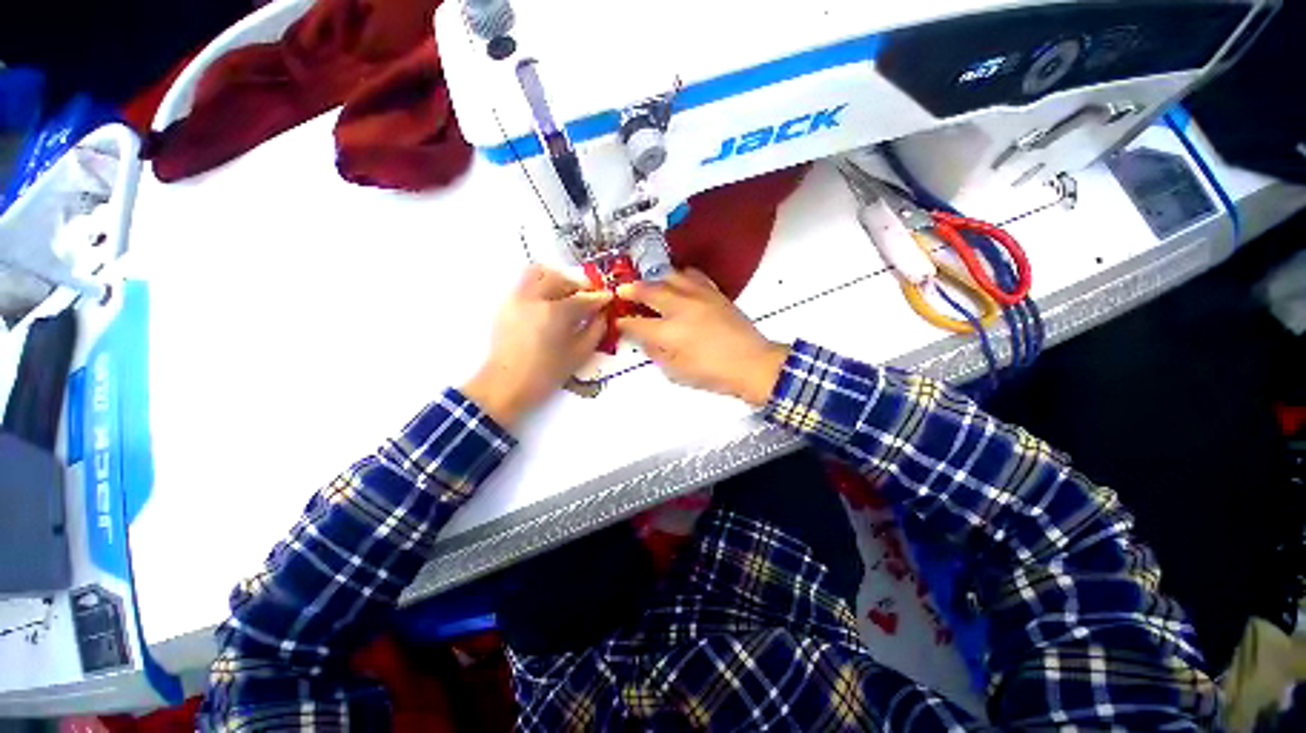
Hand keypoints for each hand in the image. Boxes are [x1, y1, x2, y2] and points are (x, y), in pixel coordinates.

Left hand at [462, 265, 610, 428]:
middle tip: (587, 299)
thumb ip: (595, 330)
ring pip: (538, 273)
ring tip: (566, 296)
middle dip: (577, 286)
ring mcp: (517, 298)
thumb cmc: (546, 374)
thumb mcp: (579, 355)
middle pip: (560, 279)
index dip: (598, 297)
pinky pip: (525, 283)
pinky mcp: (506, 304)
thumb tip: (601, 314)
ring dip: (557, 280)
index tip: (609, 298)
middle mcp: (534, 298)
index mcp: (555, 313)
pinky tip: (548, 306)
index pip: (582, 298)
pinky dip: (541, 286)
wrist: (505, 385)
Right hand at [616, 269, 787, 406]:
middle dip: (631, 290)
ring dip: (655, 280)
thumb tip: (644, 339)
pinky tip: (678, 283)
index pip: (637, 323)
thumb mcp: (677, 372)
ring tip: (650, 285)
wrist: (751, 363)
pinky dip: (680, 276)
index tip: (618, 321)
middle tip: (622, 291)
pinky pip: (693, 275)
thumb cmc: (712, 374)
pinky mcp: (714, 292)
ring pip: (670, 275)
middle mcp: (680, 308)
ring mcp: (698, 296)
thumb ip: (656, 353)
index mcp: (669, 332)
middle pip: (649, 290)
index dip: (623, 322)